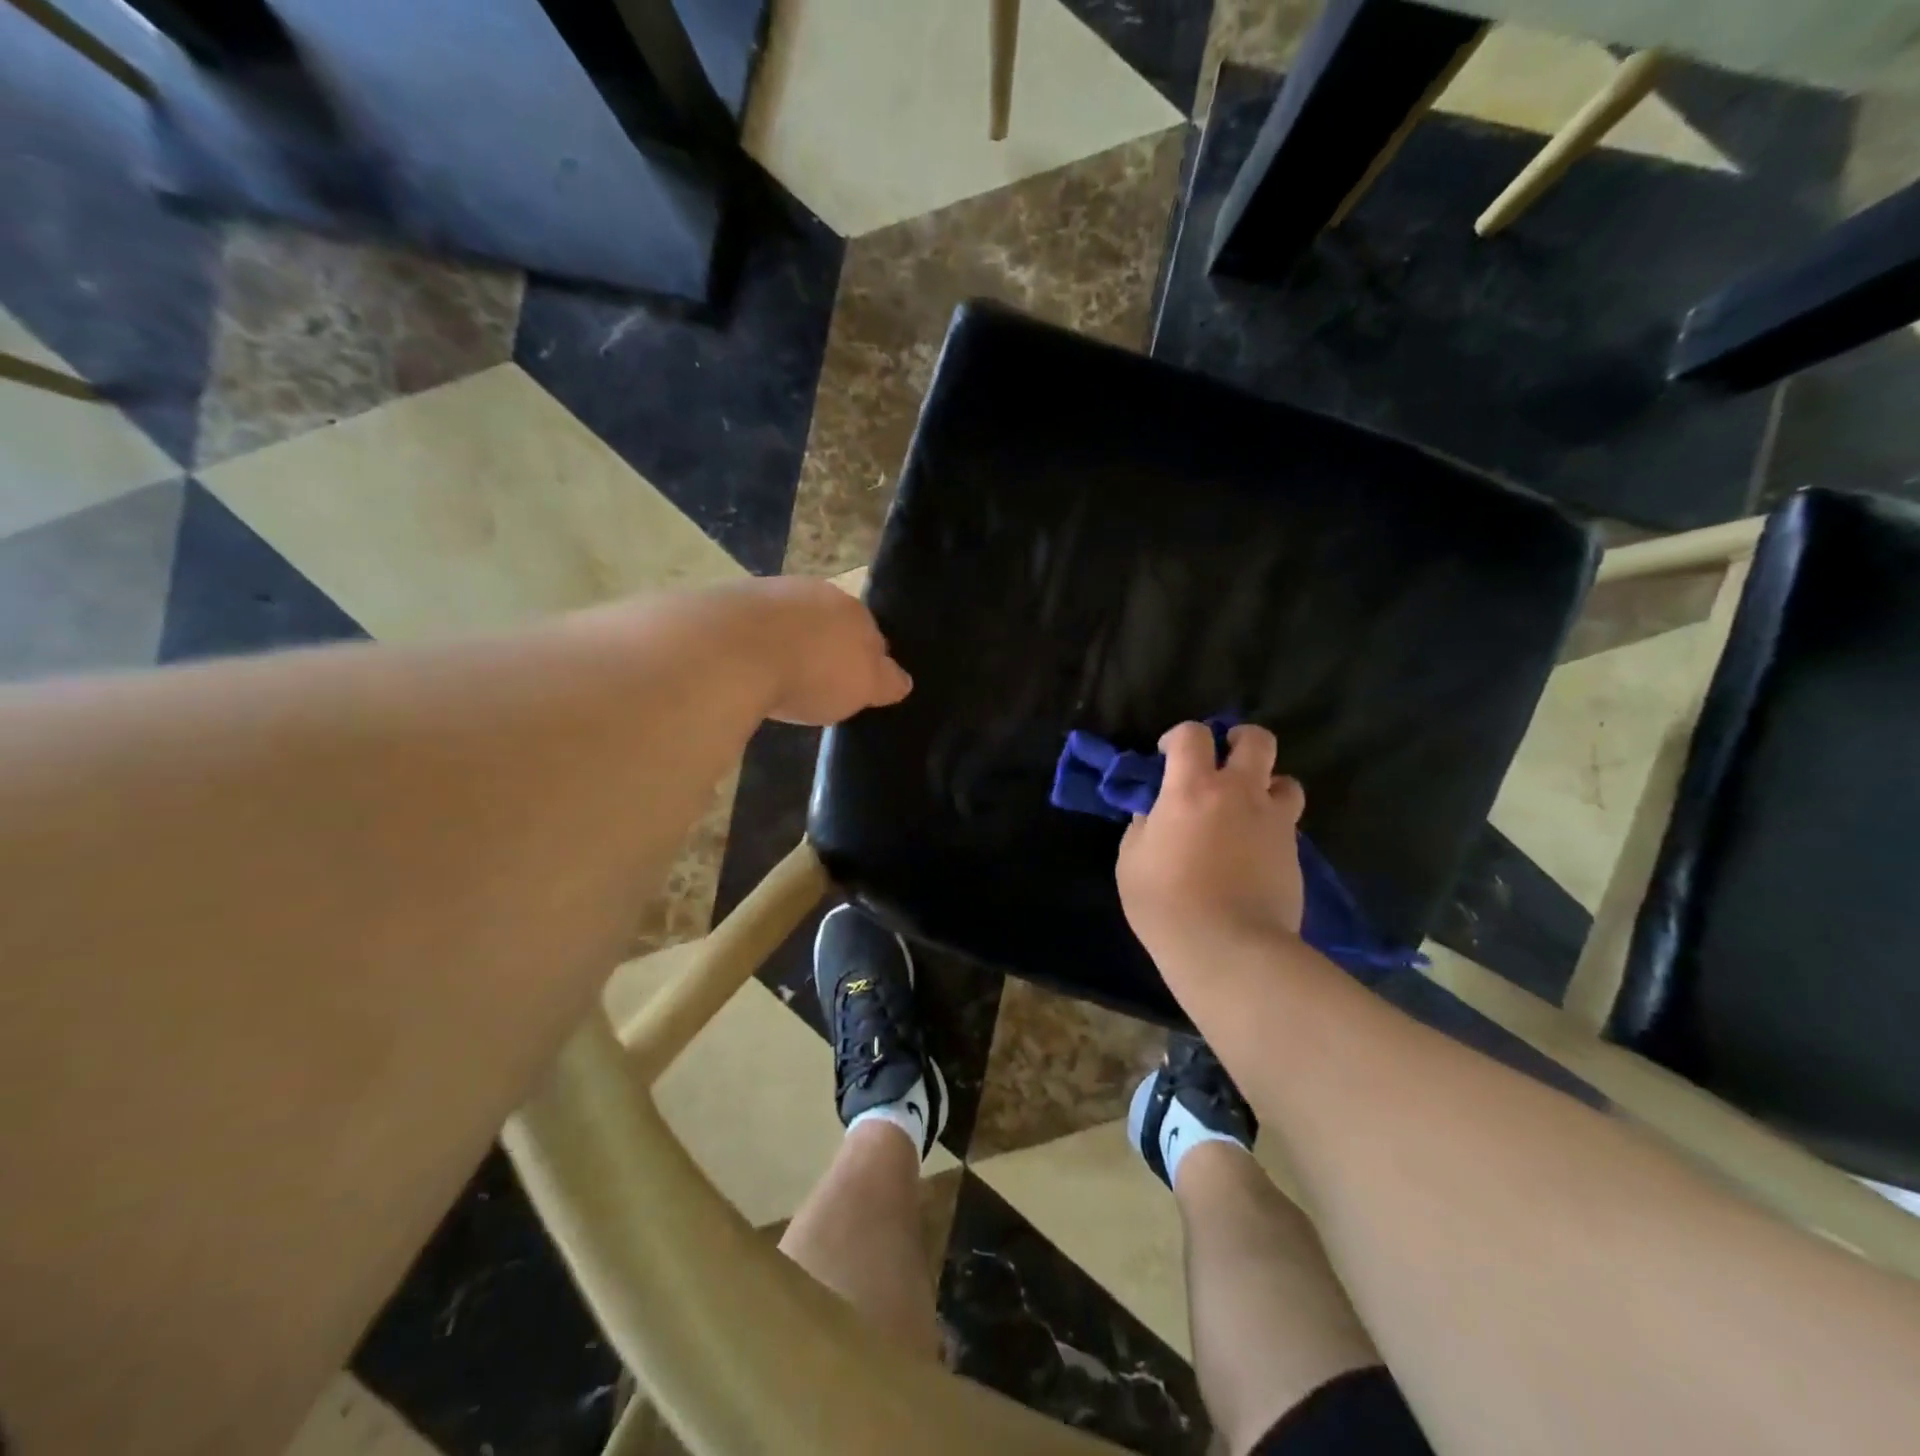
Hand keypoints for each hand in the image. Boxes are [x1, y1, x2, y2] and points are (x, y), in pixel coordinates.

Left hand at [717, 577, 912, 725]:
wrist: (733, 649)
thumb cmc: (812, 672)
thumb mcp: (863, 687)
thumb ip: (885, 682)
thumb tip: (902, 680)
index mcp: (855, 610)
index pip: (871, 634)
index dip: (865, 660)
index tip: (854, 685)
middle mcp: (815, 592)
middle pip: (828, 622)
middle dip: (826, 645)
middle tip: (816, 681)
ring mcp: (769, 591)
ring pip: (789, 619)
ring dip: (787, 640)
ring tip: (776, 675)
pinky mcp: (727, 601)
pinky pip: (750, 625)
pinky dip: (752, 642)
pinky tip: (744, 666)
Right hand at [1116, 722, 1306, 962]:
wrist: (1228, 948)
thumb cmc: (1166, 902)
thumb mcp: (1131, 861)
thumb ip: (1143, 827)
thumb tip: (1154, 816)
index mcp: (1192, 789)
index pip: (1193, 735)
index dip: (1179, 737)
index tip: (1167, 756)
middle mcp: (1239, 793)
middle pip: (1257, 741)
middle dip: (1240, 739)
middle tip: (1225, 757)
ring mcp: (1274, 822)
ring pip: (1286, 781)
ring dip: (1266, 785)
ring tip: (1248, 807)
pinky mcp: (1294, 853)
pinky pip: (1287, 824)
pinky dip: (1272, 826)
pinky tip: (1254, 851)